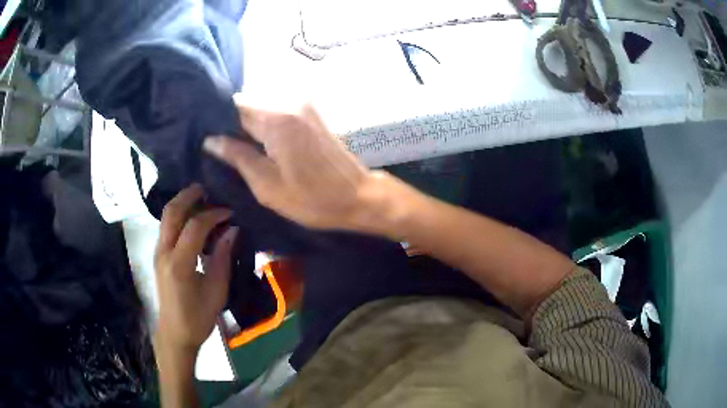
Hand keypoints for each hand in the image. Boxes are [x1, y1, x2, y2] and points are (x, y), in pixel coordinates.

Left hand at [154, 184, 237, 353]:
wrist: (175, 334)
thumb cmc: (198, 318)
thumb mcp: (216, 291)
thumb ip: (222, 258)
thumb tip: (232, 230)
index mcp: (179, 264)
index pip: (195, 227)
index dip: (213, 214)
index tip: (229, 212)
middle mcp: (164, 253)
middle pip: (172, 212)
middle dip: (189, 196)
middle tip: (208, 189)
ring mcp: (158, 253)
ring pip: (166, 216)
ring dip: (182, 202)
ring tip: (201, 198)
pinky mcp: (158, 255)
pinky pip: (166, 226)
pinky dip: (178, 215)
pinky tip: (192, 217)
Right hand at [203, 96, 396, 233]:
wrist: (359, 197)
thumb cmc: (313, 199)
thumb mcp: (267, 185)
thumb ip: (237, 157)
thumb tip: (211, 141)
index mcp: (277, 118)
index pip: (235, 105)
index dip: (218, 119)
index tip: (207, 136)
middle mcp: (291, 101)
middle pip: (249, 102)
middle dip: (232, 121)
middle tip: (220, 146)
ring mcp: (305, 104)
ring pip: (263, 105)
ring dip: (249, 123)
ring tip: (238, 147)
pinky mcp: (312, 111)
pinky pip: (278, 110)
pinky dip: (265, 122)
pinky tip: (261, 142)